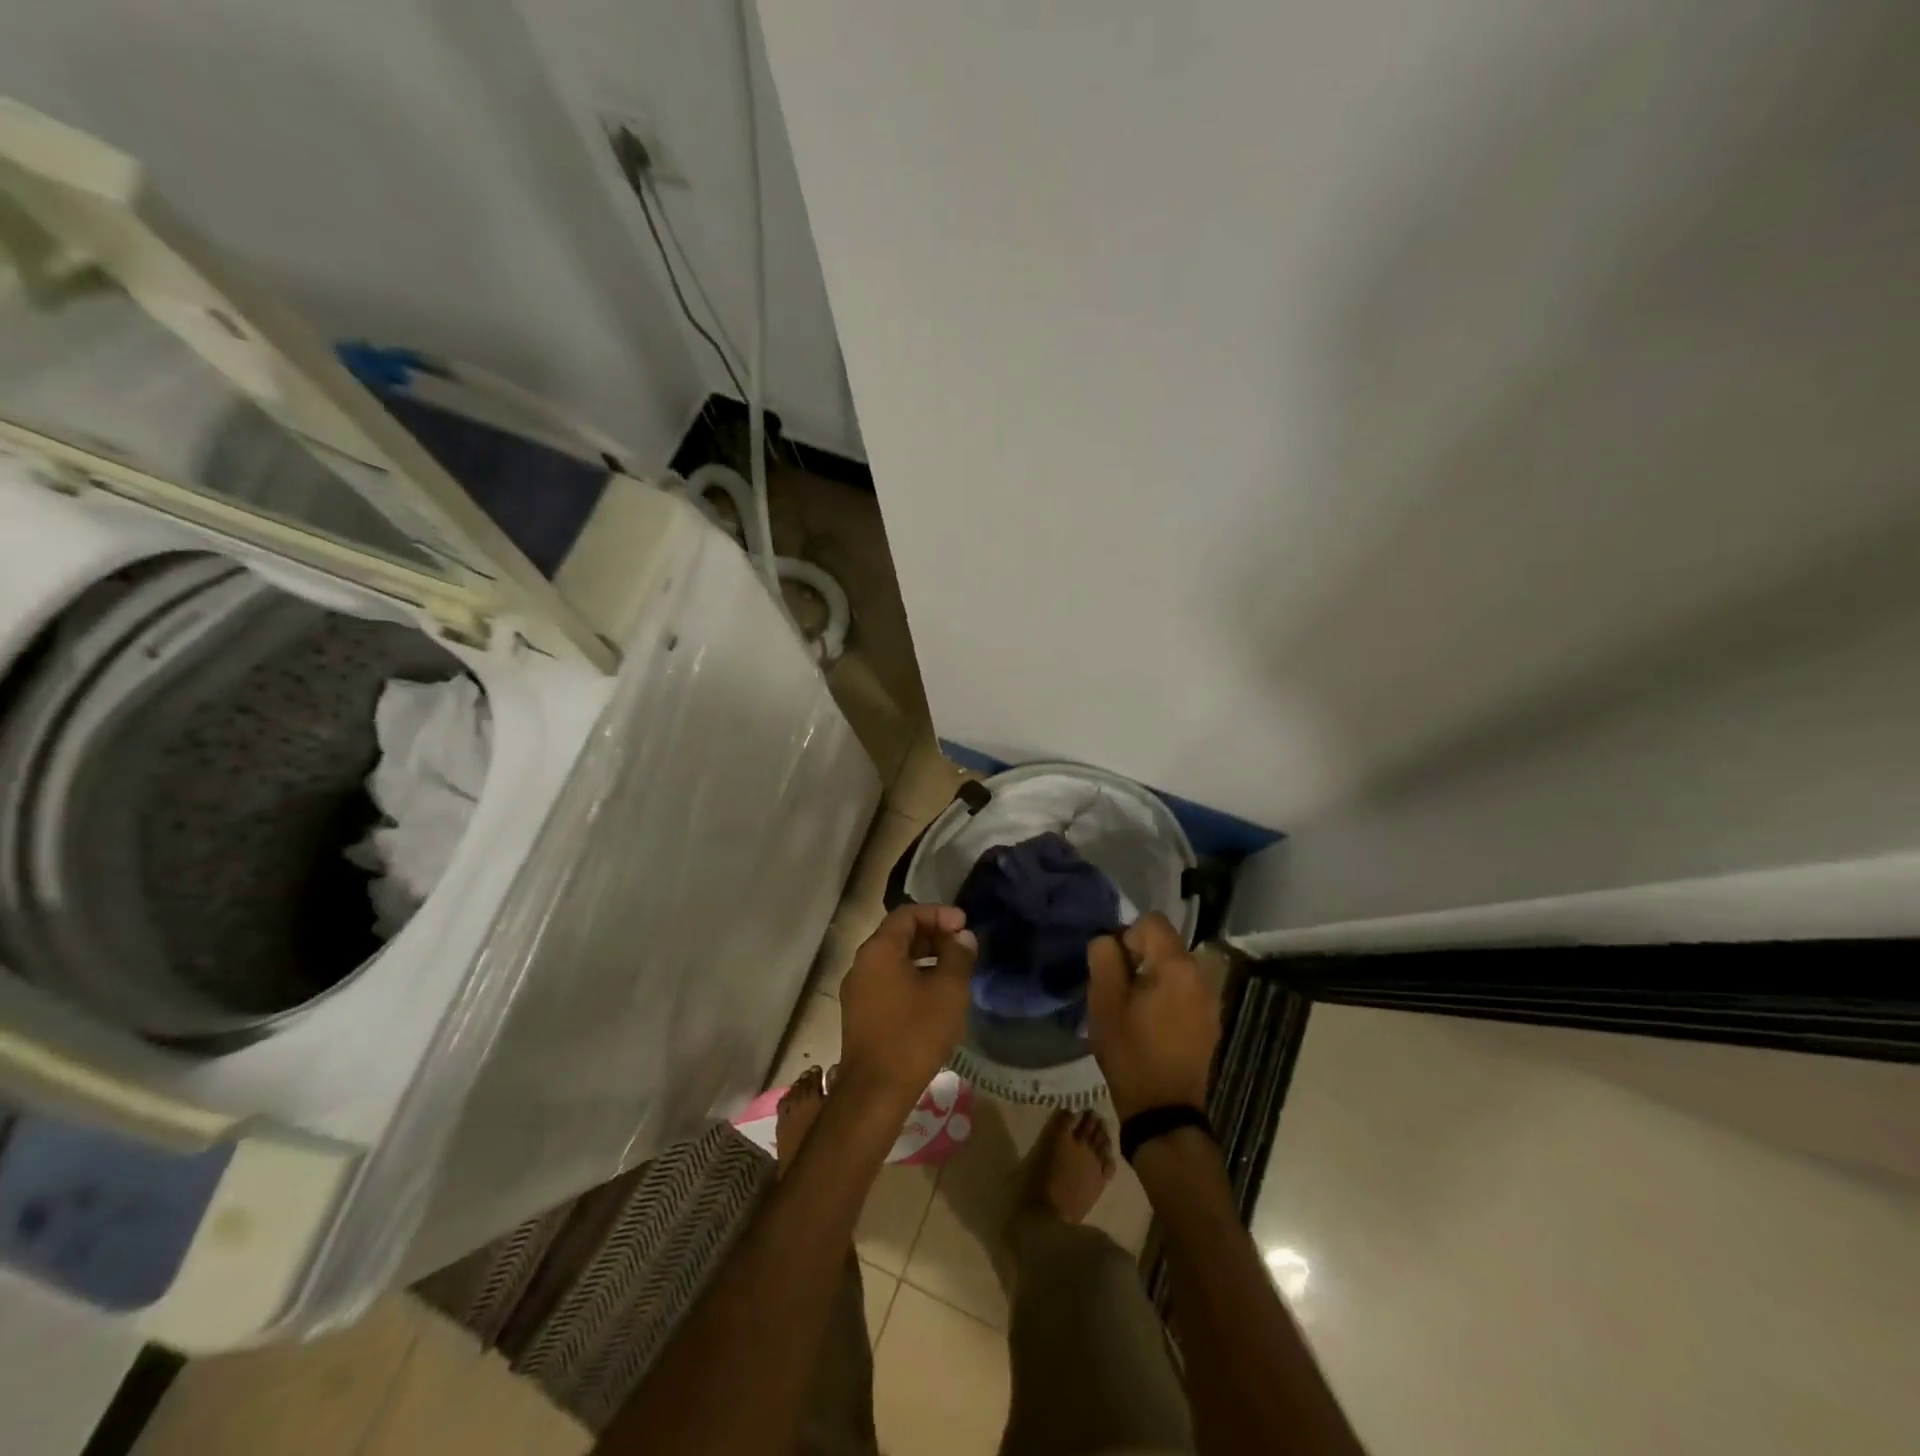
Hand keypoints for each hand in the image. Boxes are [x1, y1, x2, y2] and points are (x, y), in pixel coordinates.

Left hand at [838, 904, 976, 1112]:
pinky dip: (911, 977)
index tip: (964, 925)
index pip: (907, 914)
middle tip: (961, 946)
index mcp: (879, 950)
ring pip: (893, 960)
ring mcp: (857, 990)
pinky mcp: (859, 1014)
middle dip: (932, 935)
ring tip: (953, 970)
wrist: (875, 1092)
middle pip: (898, 935)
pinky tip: (933, 996)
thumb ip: (958, 957)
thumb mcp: (948, 991)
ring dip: (923, 957)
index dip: (938, 914)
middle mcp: (862, 963)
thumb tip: (962, 937)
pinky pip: (887, 981)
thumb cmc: (914, 1034)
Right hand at [1087, 912, 1221, 1121]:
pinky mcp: (1211, 1021)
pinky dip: (1168, 995)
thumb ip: (1104, 957)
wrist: (1164, 1111)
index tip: (1116, 968)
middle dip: (1139, 957)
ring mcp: (1211, 999)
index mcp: (1177, 965)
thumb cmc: (1131, 1051)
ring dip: (1153, 976)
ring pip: (1175, 968)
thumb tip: (1109, 940)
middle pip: (1165, 943)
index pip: (1152, 921)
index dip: (1127, 936)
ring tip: (1135, 1008)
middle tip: (1120, 990)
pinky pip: (1185, 990)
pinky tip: (1153, 1024)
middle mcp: (1201, 975)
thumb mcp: (1104, 1000)